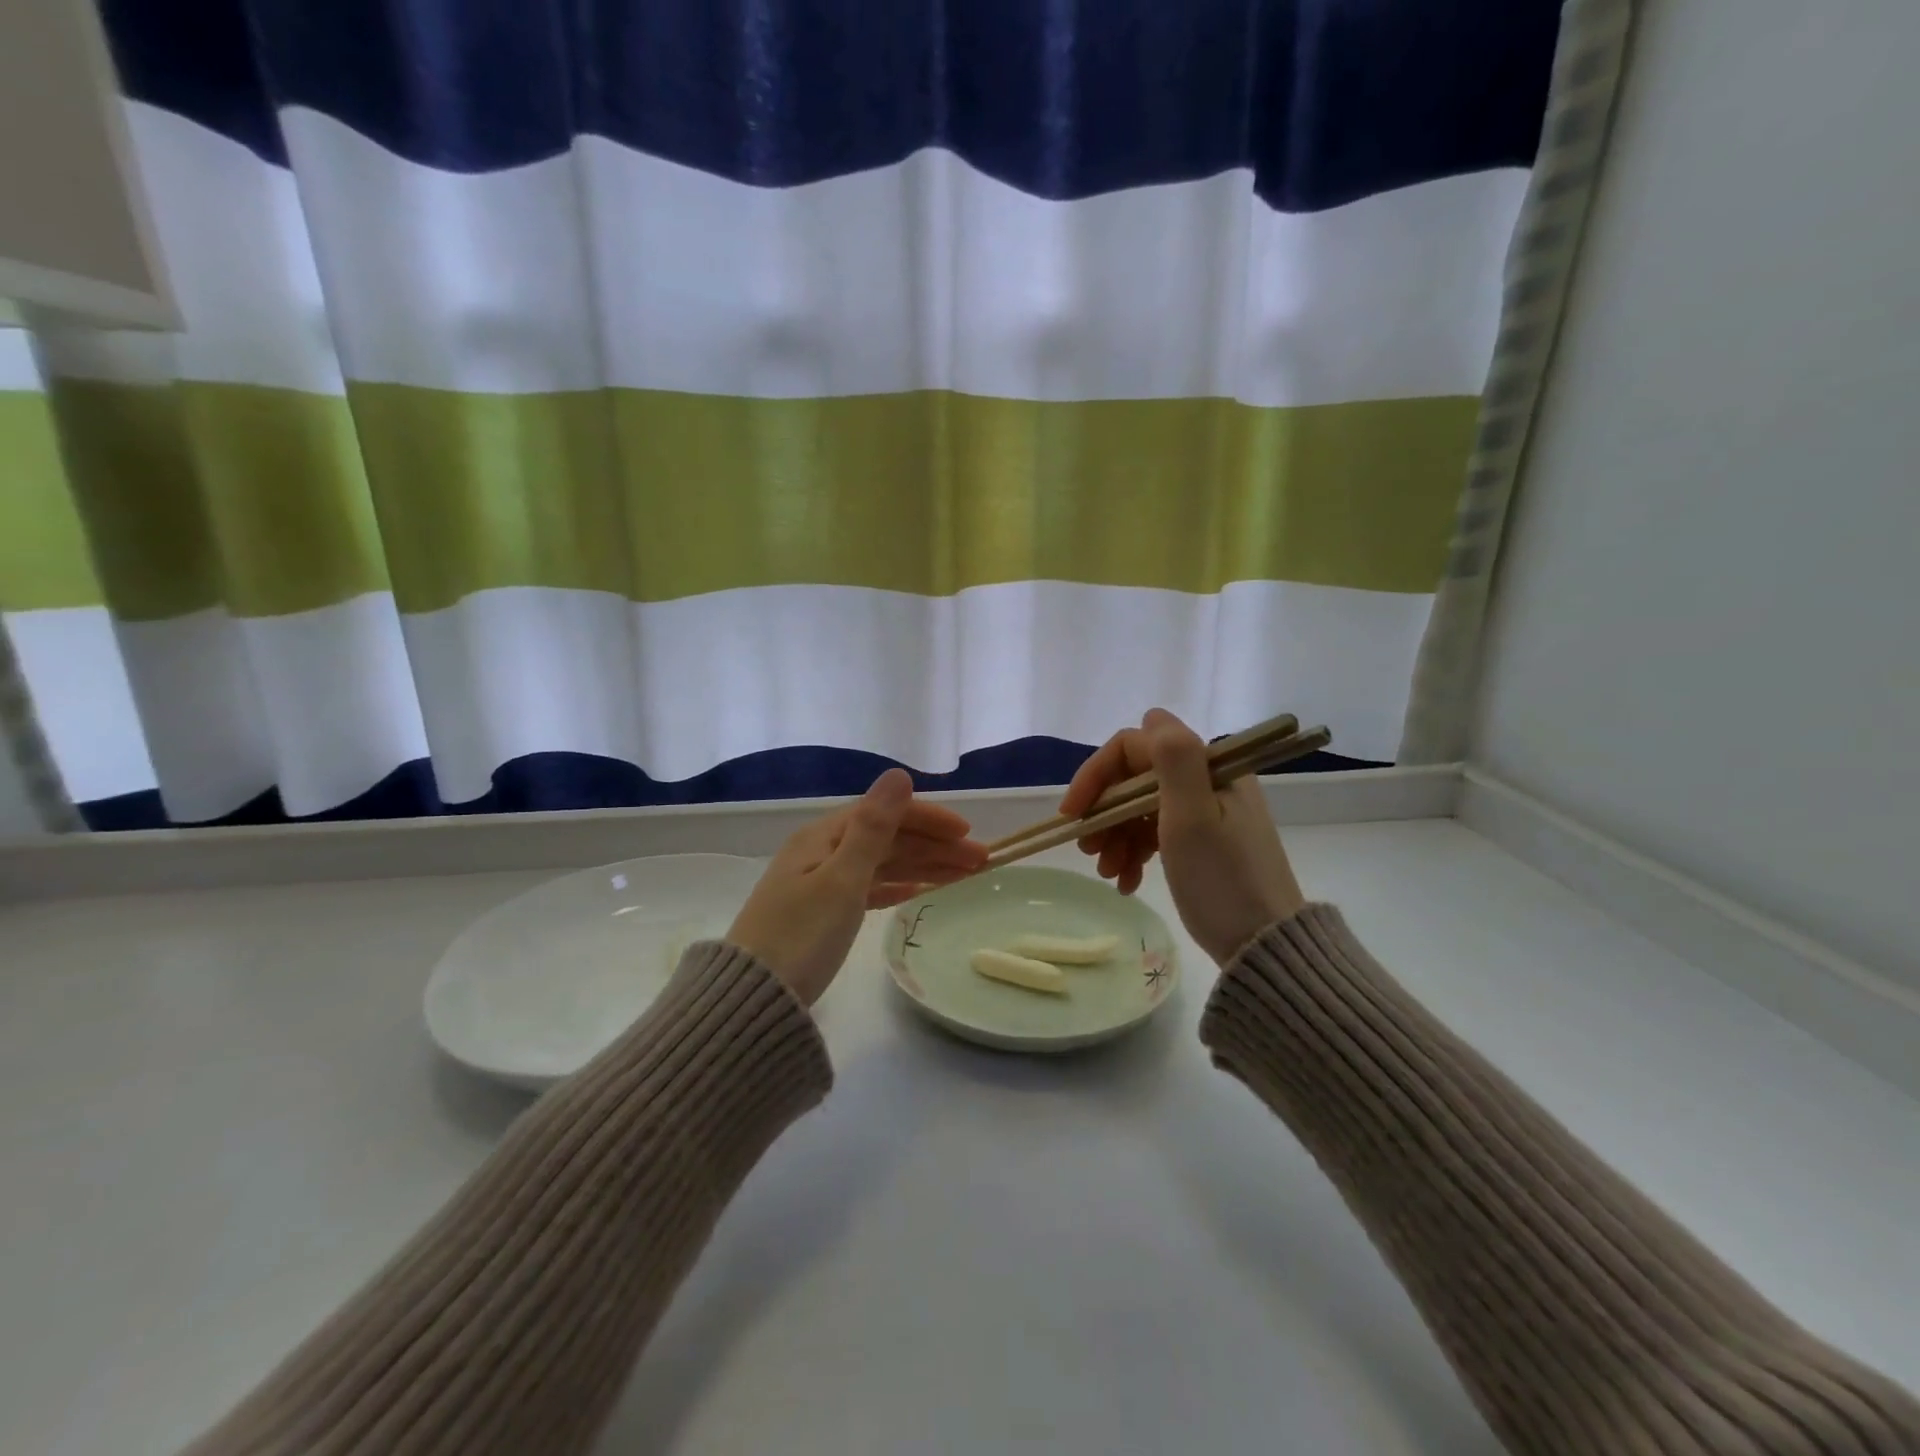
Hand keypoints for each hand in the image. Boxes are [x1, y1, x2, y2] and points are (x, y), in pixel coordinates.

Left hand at [726, 768, 985, 1004]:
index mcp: (823, 837)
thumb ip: (874, 829)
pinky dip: (897, 887)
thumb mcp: (842, 880)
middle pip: (888, 839)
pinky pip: (869, 889)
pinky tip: (918, 892)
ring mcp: (820, 883)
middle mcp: (821, 852)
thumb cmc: (801, 936)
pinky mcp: (822, 914)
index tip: (968, 834)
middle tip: (981, 862)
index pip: (886, 814)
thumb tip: (898, 773)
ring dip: (922, 866)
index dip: (930, 819)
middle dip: (934, 846)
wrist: (753, 1000)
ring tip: (963, 876)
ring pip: (882, 864)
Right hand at [1060, 708, 1305, 964]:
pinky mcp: (1201, 841)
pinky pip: (1154, 833)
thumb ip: (1173, 761)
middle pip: (1134, 778)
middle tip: (1088, 849)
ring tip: (1108, 873)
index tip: (1074, 813)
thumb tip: (1153, 717)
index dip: (1097, 773)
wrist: (1264, 947)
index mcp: (1207, 768)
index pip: (1134, 746)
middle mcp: (1206, 781)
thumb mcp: (1193, 818)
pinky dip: (1134, 853)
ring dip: (1115, 836)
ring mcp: (1204, 811)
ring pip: (1139, 807)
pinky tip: (1126, 882)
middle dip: (1104, 811)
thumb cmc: (1222, 881)